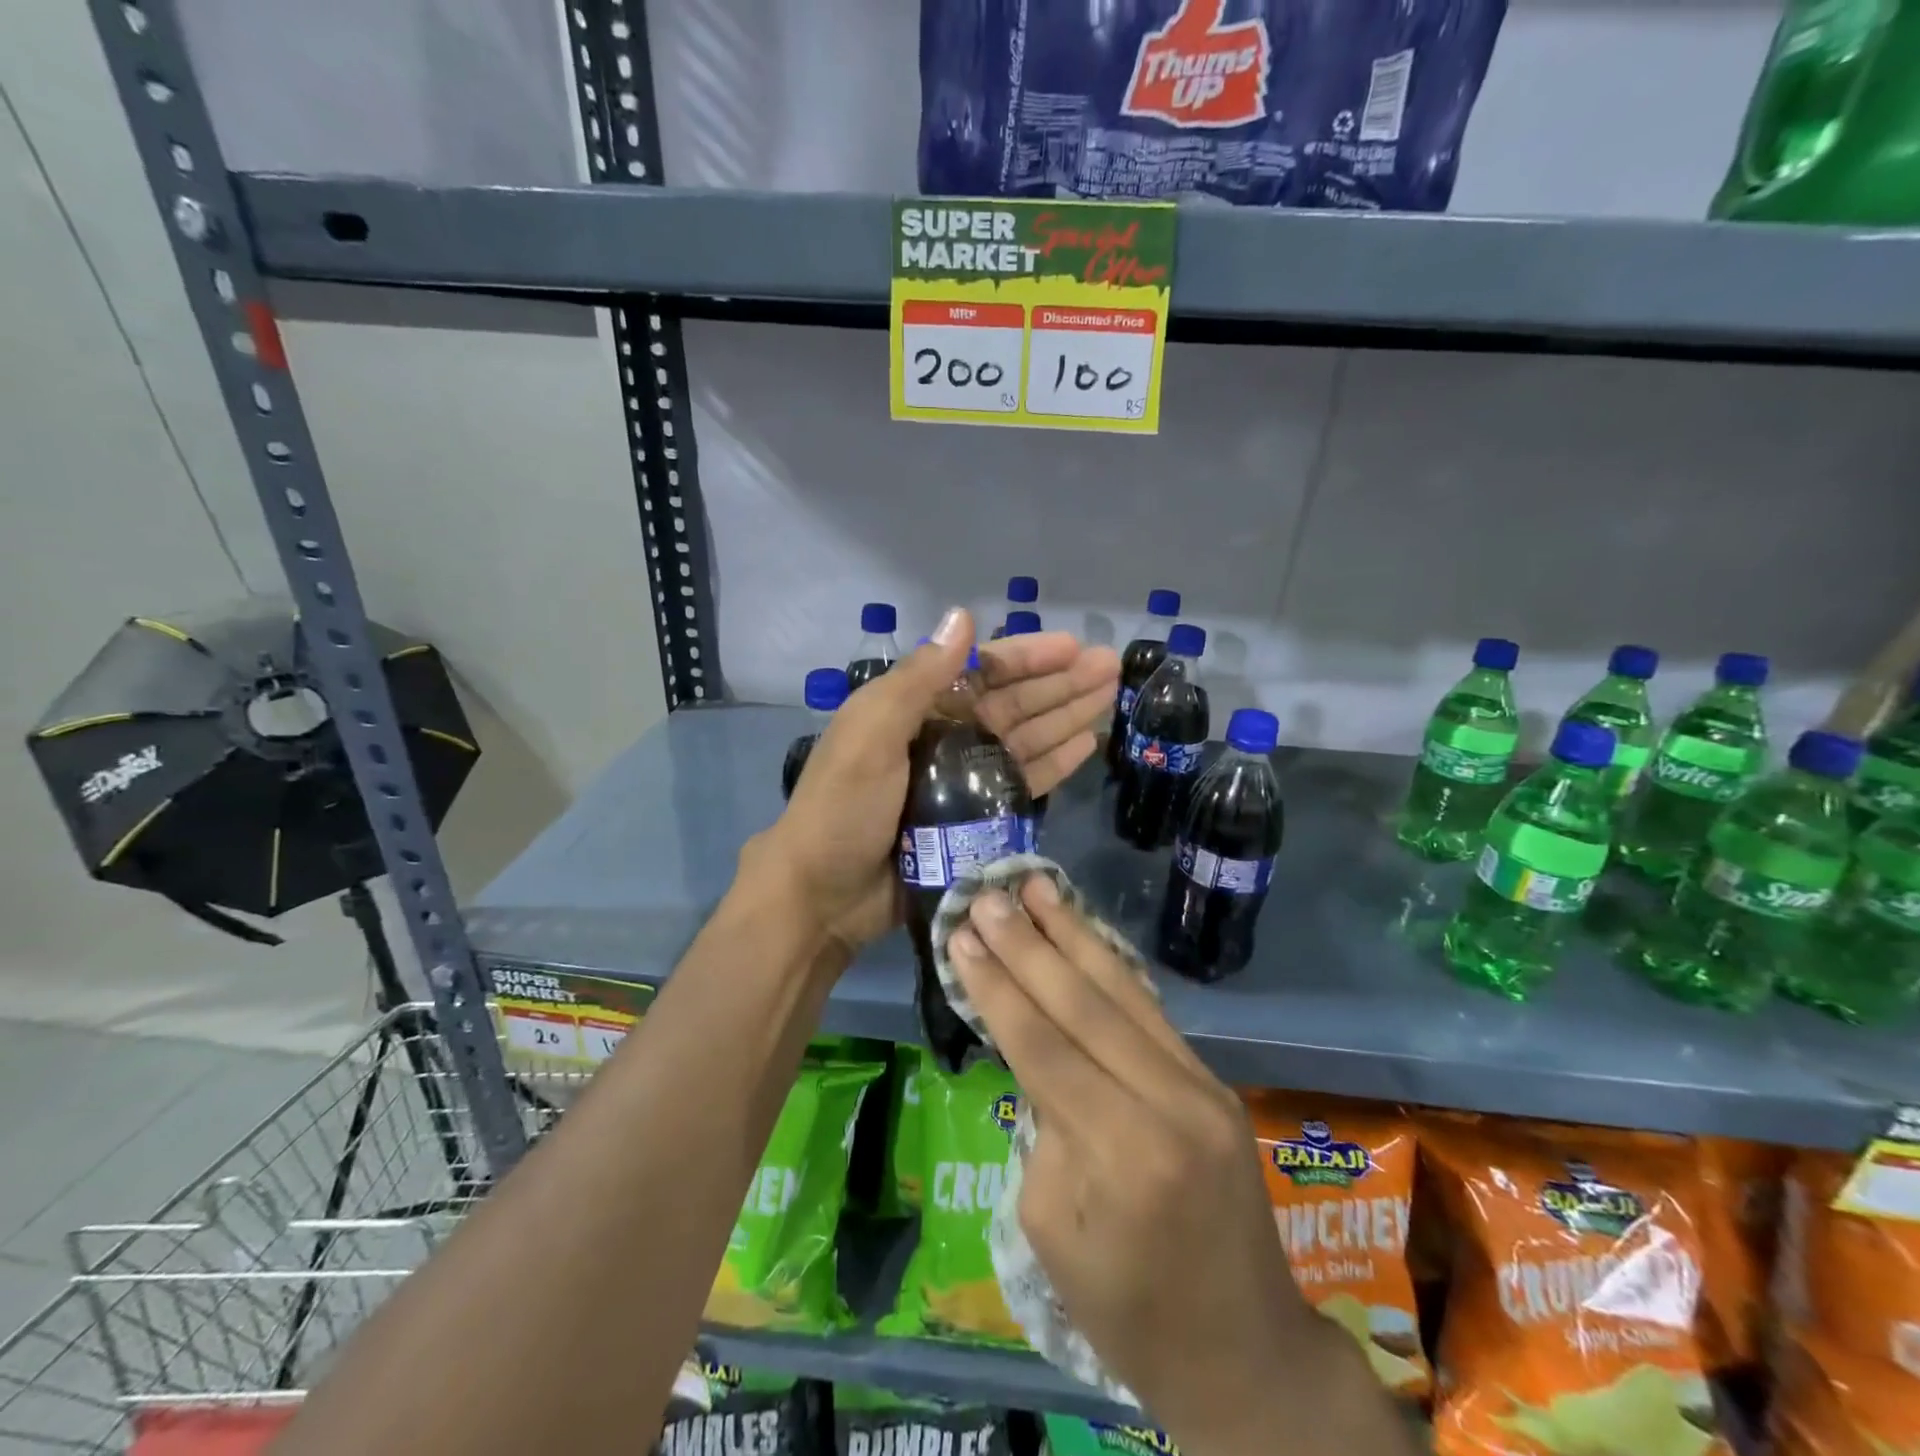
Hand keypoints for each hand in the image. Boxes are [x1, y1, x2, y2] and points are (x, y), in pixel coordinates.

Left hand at [753, 607, 1119, 953]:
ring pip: (1025, 739)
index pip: (980, 672)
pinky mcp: (975, 820)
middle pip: (1012, 702)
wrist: (823, 895)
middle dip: (1060, 684)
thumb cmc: (843, 808)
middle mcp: (943, 737)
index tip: (1073, 647)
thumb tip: (962, 616)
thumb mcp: (870, 734)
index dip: (1027, 657)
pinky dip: (1053, 763)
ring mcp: (961, 780)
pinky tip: (1086, 745)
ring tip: (1110, 698)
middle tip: (1111, 669)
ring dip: (1066, 717)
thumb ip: (918, 679)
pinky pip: (1022, 784)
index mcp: (914, 709)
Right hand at [947, 878, 1413, 1455]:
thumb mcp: (1052, 1231)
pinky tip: (1083, 930)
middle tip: (987, 895)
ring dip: (1073, 932)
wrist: (1245, 1352)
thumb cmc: (1128, 1312)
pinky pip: (1151, 1010)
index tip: (960, 935)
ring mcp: (1200, 1086)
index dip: (997, 987)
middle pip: (1084, 1005)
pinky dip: (1111, 964)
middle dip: (1027, 945)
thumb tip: (1037, 1056)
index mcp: (1122, 1154)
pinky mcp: (1212, 1080)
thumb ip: (1042, 1129)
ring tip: (1036, 886)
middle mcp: (1169, 1103)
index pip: (1043, 1048)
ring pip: (1124, 991)